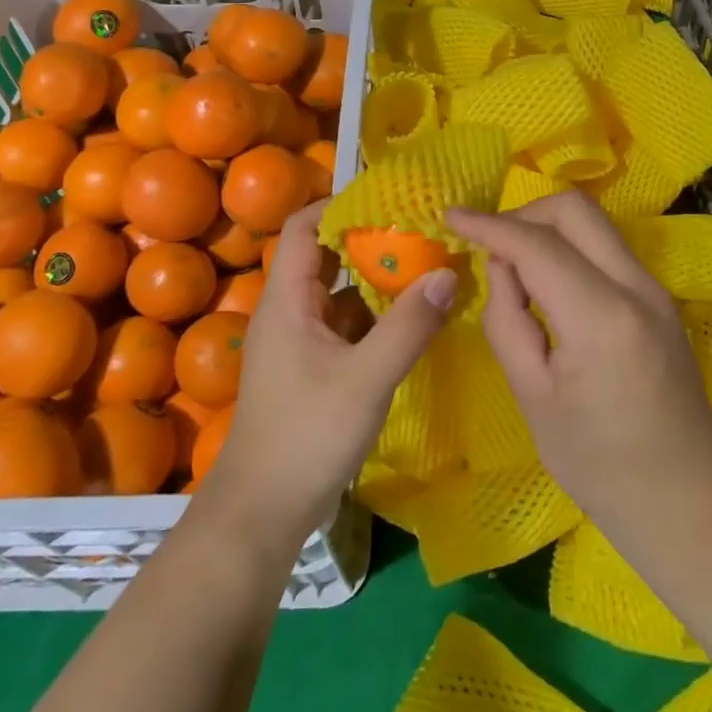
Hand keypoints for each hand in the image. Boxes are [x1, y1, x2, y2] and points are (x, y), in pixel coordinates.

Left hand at [198, 202, 455, 548]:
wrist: (262, 512)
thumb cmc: (307, 435)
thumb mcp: (366, 378)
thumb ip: (408, 326)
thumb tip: (449, 273)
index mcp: (287, 300)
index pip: (304, 227)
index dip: (340, 206)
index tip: (389, 200)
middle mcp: (287, 312)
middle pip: (324, 257)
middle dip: (369, 242)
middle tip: (420, 233)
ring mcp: (298, 342)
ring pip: (337, 294)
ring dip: (374, 281)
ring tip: (424, 268)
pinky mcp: (309, 369)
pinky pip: (342, 326)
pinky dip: (372, 317)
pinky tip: (409, 321)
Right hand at [447, 193, 711, 536]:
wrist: (687, 501)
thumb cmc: (599, 463)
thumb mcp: (532, 397)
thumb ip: (507, 321)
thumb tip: (501, 268)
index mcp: (601, 317)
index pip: (536, 245)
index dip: (488, 225)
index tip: (450, 215)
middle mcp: (636, 287)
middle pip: (575, 210)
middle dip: (523, 214)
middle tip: (489, 246)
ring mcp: (655, 290)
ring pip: (594, 224)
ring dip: (547, 229)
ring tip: (513, 268)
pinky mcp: (660, 299)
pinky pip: (606, 249)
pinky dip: (570, 248)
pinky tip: (548, 286)